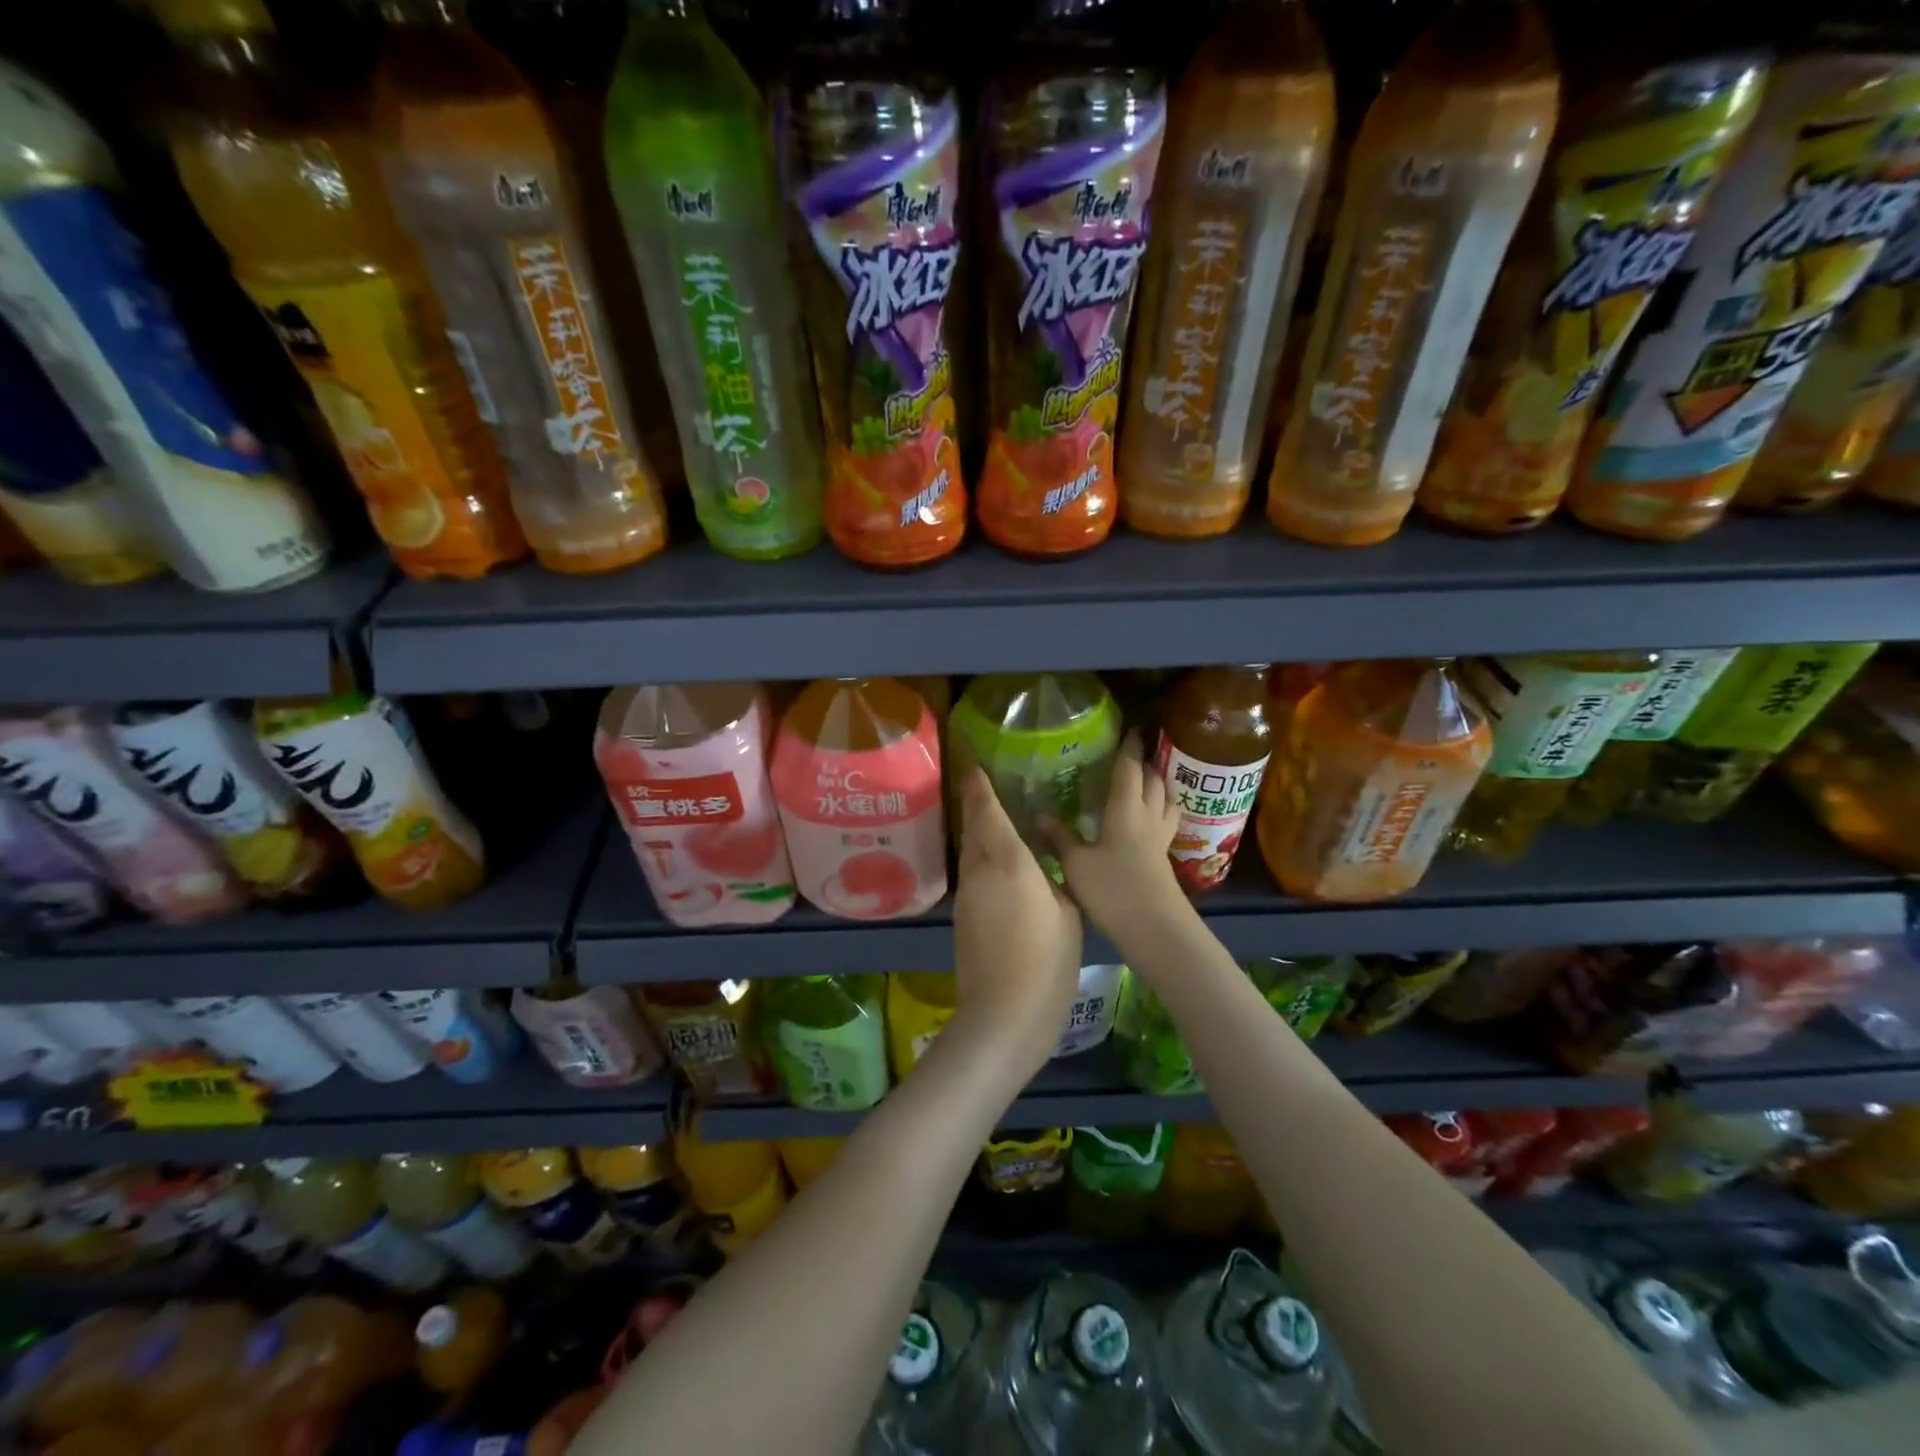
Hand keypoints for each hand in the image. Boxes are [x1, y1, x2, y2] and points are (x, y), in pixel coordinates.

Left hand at [949, 766, 1082, 1078]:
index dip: (979, 785)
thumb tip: (1044, 870)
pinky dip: (982, 859)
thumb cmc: (1045, 962)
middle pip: (973, 827)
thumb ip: (1054, 882)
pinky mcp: (962, 918)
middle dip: (977, 804)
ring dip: (979, 832)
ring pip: (970, 851)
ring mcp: (967, 896)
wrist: (1002, 1017)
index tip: (975, 764)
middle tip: (990, 786)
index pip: (987, 811)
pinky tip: (1001, 864)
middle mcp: (979, 871)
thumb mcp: (1068, 914)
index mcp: (1007, 861)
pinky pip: (972, 874)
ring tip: (998, 819)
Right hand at [1044, 731, 1186, 948]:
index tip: (1130, 729)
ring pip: (1166, 801)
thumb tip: (1039, 816)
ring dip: (1159, 786)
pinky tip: (1148, 821)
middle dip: (1145, 763)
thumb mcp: (1076, 864)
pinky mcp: (1164, 860)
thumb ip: (1059, 838)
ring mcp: (1160, 840)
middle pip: (1153, 781)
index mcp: (1126, 810)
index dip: (1129, 748)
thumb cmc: (1114, 890)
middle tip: (1134, 753)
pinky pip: (1165, 823)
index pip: (1129, 770)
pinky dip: (1159, 812)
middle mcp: (1147, 818)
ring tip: (1149, 780)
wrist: (1155, 929)